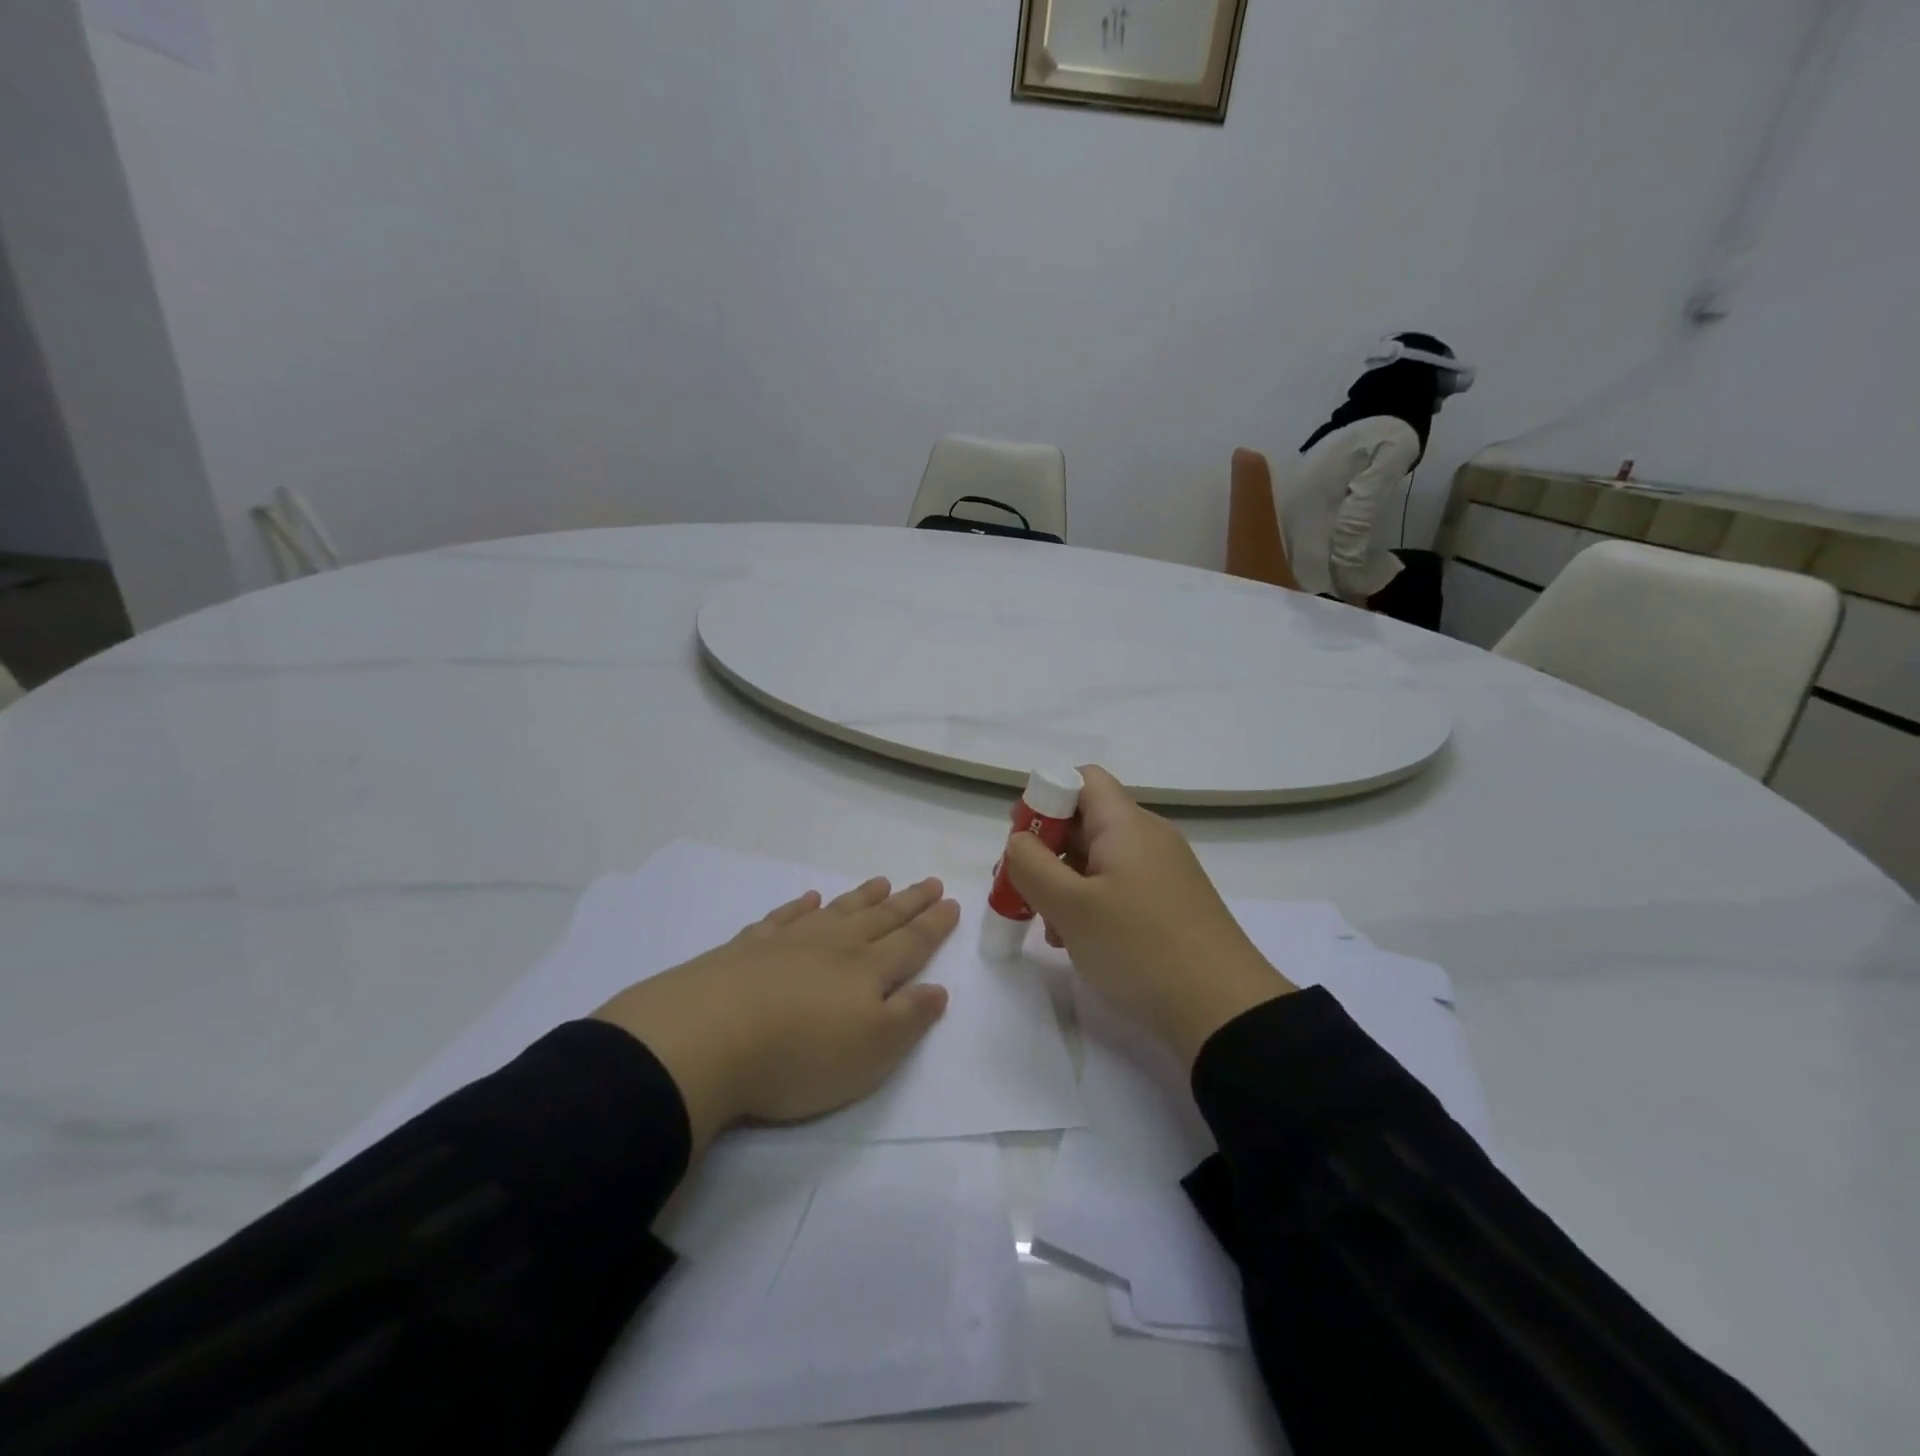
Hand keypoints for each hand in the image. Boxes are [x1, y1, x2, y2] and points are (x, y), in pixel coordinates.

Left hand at [593, 877, 957, 1154]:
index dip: (934, 924)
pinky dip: (800, 907)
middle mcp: (833, 946)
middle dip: (908, 902)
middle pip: (879, 918)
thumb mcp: (871, 1052)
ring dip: (862, 897)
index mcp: (866, 971)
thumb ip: (909, 1018)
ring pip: (836, 912)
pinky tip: (808, 899)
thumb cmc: (799, 1056)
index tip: (951, 902)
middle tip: (929, 882)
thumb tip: (938, 989)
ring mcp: (788, 942)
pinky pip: (784, 918)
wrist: (705, 1039)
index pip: (911, 943)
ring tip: (882, 881)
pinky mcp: (747, 948)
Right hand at [1005, 766, 1293, 1067]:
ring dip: (1064, 884)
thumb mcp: (1070, 906)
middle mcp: (1148, 837)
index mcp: (1126, 824)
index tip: (1020, 840)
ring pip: (1098, 860)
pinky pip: (1119, 887)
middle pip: (1086, 821)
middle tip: (1019, 889)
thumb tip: (1021, 841)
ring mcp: (1163, 872)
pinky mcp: (1170, 904)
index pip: (1082, 779)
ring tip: (1048, 928)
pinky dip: (1091, 904)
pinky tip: (1077, 942)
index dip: (1045, 798)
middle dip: (1046, 850)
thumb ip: (1031, 865)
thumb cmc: (1139, 946)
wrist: (1224, 1010)